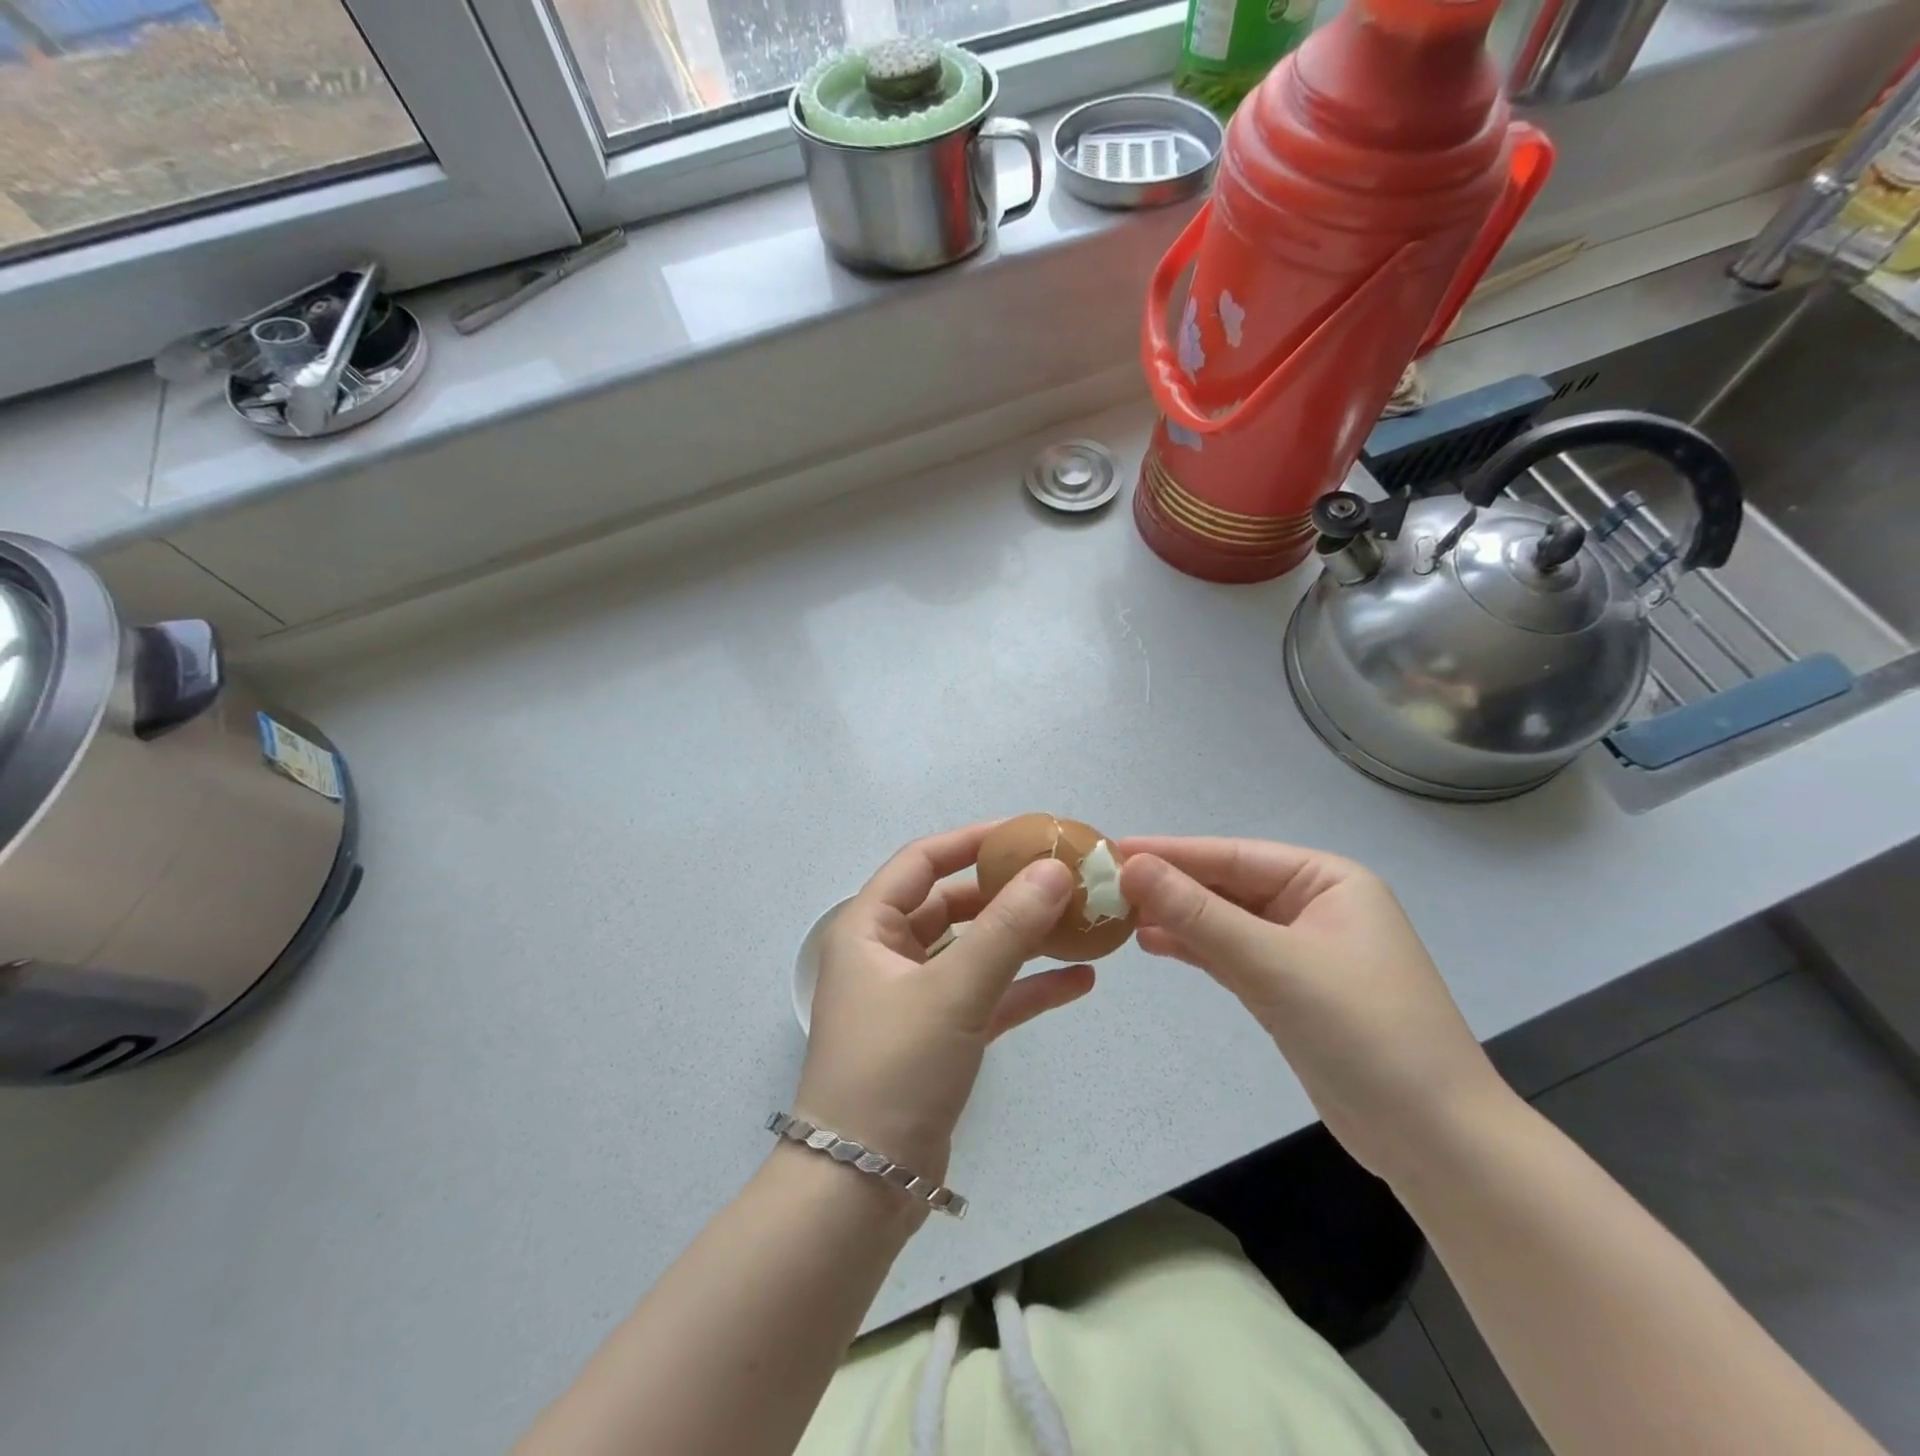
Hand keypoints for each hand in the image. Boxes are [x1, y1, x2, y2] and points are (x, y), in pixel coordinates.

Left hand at [796, 825, 1096, 1192]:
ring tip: (1079, 923)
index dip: (972, 841)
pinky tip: (1080, 981)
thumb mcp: (953, 991)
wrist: (863, 1186)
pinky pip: (987, 996)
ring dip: (1022, 938)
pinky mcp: (940, 1036)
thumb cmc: (895, 1068)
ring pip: (974, 950)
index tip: (1026, 832)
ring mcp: (915, 996)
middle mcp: (888, 953)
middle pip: (952, 904)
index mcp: (869, 927)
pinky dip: (1026, 987)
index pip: (922, 861)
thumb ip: (1007, 929)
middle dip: (1005, 891)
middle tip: (1063, 878)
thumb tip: (1057, 870)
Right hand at [1119, 837, 1512, 1181]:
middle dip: (1171, 887)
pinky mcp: (1290, 989)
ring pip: (1226, 921)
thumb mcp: (1274, 964)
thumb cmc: (1364, 1033)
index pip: (1234, 856)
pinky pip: (1233, 955)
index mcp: (1327, 880)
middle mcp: (1315, 905)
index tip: (1113, 849)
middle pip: (1227, 886)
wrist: (1434, 1141)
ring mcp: (1302, 949)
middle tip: (1106, 885)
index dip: (1171, 852)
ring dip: (1178, 918)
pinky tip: (1154, 944)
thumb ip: (1199, 915)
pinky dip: (1196, 949)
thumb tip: (1132, 866)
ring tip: (1120, 915)